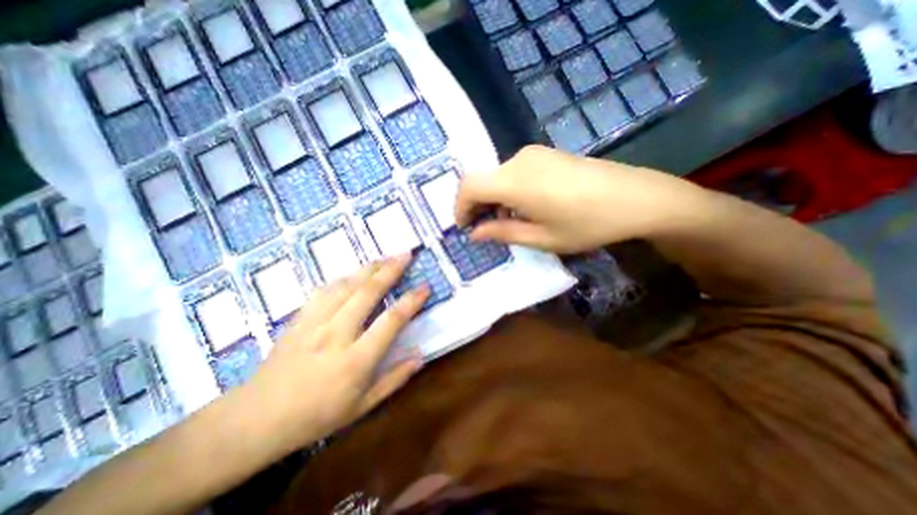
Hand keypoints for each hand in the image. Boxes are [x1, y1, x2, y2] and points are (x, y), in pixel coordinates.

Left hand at [241, 254, 431, 454]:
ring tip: (386, 257)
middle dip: (390, 270)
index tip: (425, 287)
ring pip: (346, 285)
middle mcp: (336, 335)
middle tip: (406, 255)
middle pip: (368, 293)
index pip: (391, 321)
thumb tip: (420, 356)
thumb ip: (394, 379)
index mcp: (355, 360)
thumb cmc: (316, 416)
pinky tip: (354, 274)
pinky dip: (344, 278)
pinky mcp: (299, 318)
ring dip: (369, 268)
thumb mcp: (362, 407)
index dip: (411, 301)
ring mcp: (314, 323)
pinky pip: (325, 290)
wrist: (256, 419)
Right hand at [455, 144, 703, 252]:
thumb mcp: (541, 238)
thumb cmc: (586, 224)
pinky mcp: (547, 154)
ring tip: (510, 221)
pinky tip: (527, 206)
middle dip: (478, 206)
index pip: (469, 186)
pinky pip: (515, 171)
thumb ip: (502, 233)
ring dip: (495, 199)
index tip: (465, 227)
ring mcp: (534, 153)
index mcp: (514, 182)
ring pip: (498, 176)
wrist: (635, 197)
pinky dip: (510, 190)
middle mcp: (518, 160)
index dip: (460, 207)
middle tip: (486, 229)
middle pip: (482, 180)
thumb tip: (475, 233)